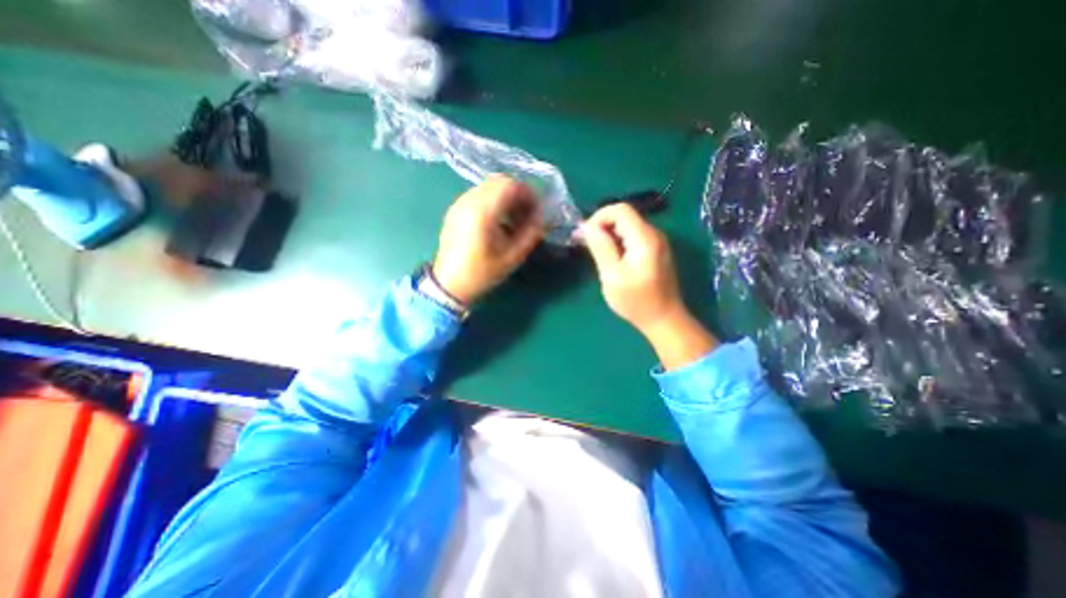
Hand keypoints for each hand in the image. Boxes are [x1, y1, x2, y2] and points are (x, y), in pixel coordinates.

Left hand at [430, 174, 544, 303]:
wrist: (449, 284)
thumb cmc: (482, 273)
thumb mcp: (512, 257)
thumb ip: (531, 234)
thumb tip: (542, 218)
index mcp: (483, 212)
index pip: (510, 185)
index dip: (529, 194)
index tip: (537, 210)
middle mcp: (469, 201)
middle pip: (499, 181)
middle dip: (518, 194)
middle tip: (527, 214)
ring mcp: (459, 203)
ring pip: (489, 186)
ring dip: (506, 197)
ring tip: (514, 219)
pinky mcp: (455, 209)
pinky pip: (479, 194)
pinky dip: (493, 200)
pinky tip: (498, 221)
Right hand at [583, 204, 714, 369]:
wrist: (664, 320)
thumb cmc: (636, 301)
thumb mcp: (612, 276)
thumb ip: (601, 247)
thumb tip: (588, 226)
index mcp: (644, 238)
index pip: (620, 210)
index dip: (599, 217)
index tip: (586, 237)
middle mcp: (654, 234)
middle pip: (624, 216)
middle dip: (602, 227)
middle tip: (588, 247)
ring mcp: (657, 242)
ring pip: (627, 227)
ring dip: (609, 236)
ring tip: (598, 256)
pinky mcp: (656, 251)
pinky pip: (633, 237)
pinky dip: (619, 243)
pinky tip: (613, 260)